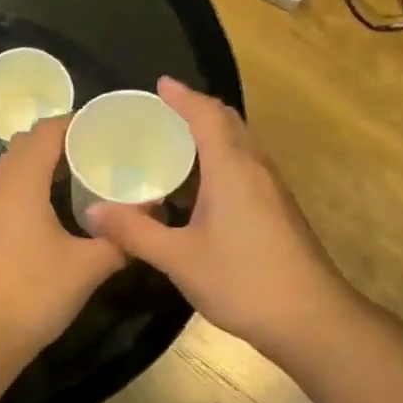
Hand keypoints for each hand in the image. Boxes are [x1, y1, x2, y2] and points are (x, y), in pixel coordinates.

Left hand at [0, 115, 126, 364]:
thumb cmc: (34, 295)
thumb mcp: (89, 267)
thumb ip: (123, 238)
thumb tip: (152, 215)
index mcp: (21, 183)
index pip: (48, 131)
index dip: (78, 123)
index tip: (109, 129)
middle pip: (28, 144)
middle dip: (62, 140)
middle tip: (100, 152)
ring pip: (14, 167)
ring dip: (44, 164)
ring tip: (82, 177)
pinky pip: (6, 190)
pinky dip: (30, 185)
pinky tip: (55, 210)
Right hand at [85, 78, 347, 359]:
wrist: (310, 318)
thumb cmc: (243, 281)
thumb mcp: (179, 259)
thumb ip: (135, 233)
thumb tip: (92, 211)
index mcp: (232, 169)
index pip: (207, 116)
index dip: (182, 97)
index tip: (159, 84)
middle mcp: (256, 169)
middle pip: (228, 124)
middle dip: (197, 111)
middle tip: (161, 114)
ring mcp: (272, 190)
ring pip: (240, 147)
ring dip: (211, 138)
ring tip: (174, 147)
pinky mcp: (278, 211)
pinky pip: (245, 170)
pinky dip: (220, 163)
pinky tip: (199, 191)